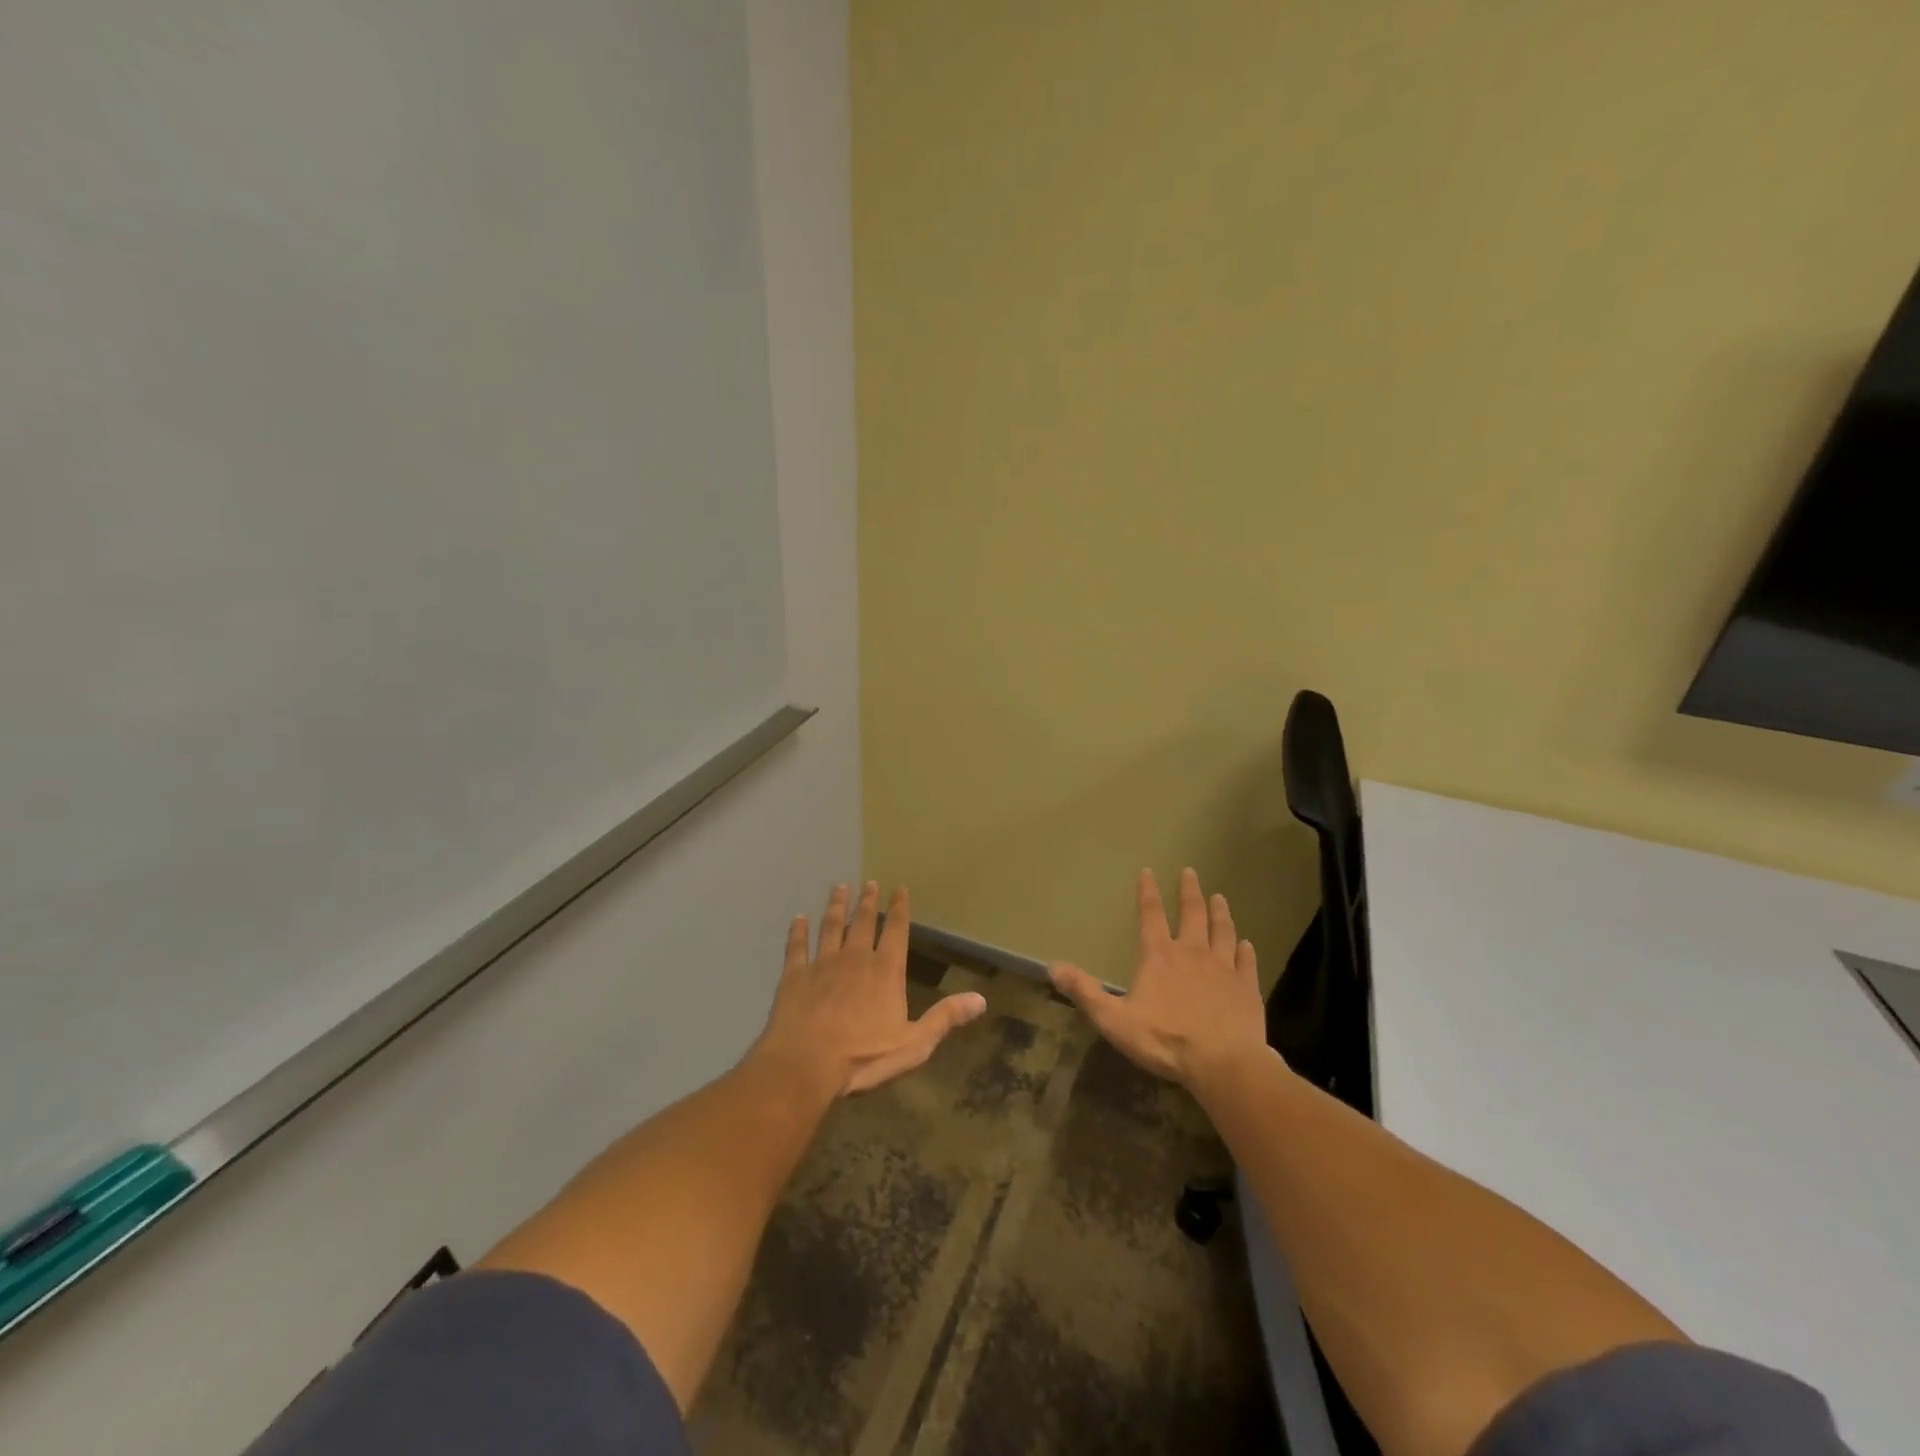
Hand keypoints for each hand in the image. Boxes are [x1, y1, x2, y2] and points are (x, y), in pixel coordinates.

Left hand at [752, 882, 987, 1097]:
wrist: (805, 1064)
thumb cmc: (864, 1057)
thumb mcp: (914, 1044)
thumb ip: (945, 1018)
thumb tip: (981, 999)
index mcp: (886, 971)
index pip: (896, 931)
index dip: (899, 908)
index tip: (899, 888)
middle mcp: (855, 958)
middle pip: (862, 923)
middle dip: (867, 902)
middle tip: (868, 883)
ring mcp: (822, 964)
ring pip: (831, 927)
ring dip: (836, 907)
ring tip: (839, 888)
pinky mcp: (794, 976)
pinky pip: (797, 947)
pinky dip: (797, 931)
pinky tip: (798, 918)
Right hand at [1050, 868, 1268, 1094]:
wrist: (1223, 1064)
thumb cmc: (1165, 1039)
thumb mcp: (1113, 1019)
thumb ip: (1084, 991)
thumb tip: (1052, 966)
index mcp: (1159, 956)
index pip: (1151, 914)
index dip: (1148, 891)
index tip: (1148, 871)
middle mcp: (1192, 952)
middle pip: (1192, 913)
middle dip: (1189, 891)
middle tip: (1190, 872)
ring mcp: (1223, 968)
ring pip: (1223, 931)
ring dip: (1220, 912)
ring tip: (1220, 897)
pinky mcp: (1246, 988)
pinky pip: (1246, 962)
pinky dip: (1245, 950)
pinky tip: (1247, 944)